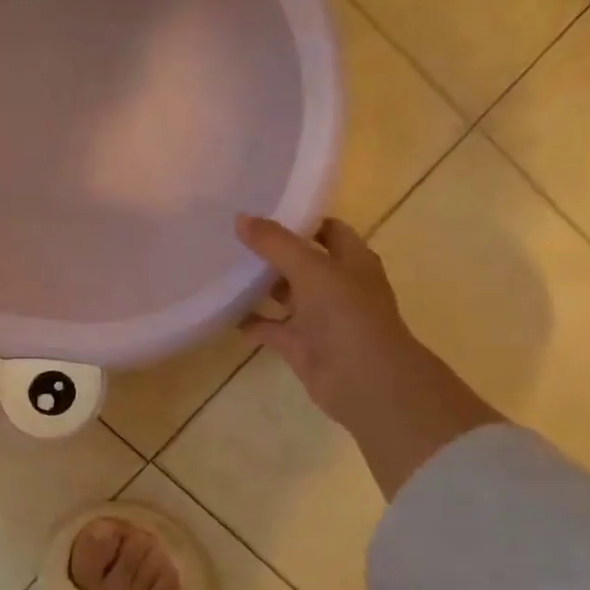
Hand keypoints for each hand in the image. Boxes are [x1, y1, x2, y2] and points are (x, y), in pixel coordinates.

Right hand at [235, 214, 502, 497]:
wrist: (364, 379)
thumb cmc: (346, 313)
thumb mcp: (310, 268)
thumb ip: (275, 243)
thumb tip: (240, 218)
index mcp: (352, 260)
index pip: (327, 230)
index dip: (300, 219)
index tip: (263, 210)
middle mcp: (337, 285)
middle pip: (302, 261)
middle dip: (273, 252)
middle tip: (234, 238)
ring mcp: (320, 317)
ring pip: (286, 295)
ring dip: (261, 286)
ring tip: (225, 270)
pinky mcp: (301, 344)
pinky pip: (271, 328)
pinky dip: (252, 322)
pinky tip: (226, 313)